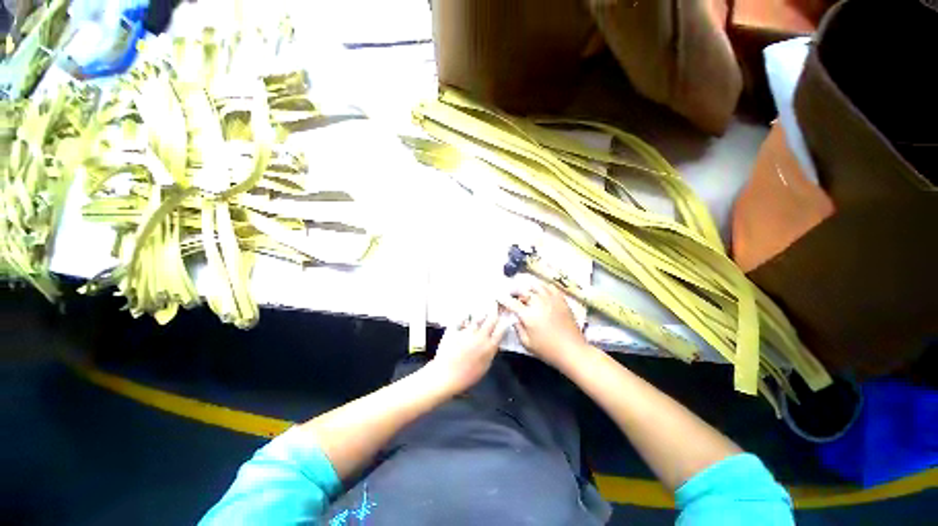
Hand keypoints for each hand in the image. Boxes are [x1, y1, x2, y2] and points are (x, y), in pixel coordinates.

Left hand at [428, 310, 507, 393]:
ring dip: (481, 314)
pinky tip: (466, 315)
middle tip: (494, 306)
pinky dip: (464, 317)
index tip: (504, 318)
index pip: (501, 330)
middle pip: (491, 319)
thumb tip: (495, 343)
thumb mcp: (485, 367)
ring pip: (477, 318)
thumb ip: (491, 353)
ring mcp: (467, 331)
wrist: (446, 376)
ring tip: (481, 312)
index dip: (504, 323)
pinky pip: (461, 319)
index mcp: (489, 347)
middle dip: (494, 312)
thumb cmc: (467, 375)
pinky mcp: (455, 329)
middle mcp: (480, 336)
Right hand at [500, 282, 588, 368]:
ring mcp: (551, 299)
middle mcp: (538, 303)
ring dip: (528, 286)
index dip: (503, 298)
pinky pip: (550, 287)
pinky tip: (540, 290)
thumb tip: (514, 317)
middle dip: (515, 292)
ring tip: (525, 289)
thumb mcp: (527, 343)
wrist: (572, 350)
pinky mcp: (561, 299)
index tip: (498, 295)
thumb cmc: (548, 350)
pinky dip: (542, 286)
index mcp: (528, 315)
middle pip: (523, 291)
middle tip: (512, 294)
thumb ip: (517, 328)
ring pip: (536, 285)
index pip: (511, 302)